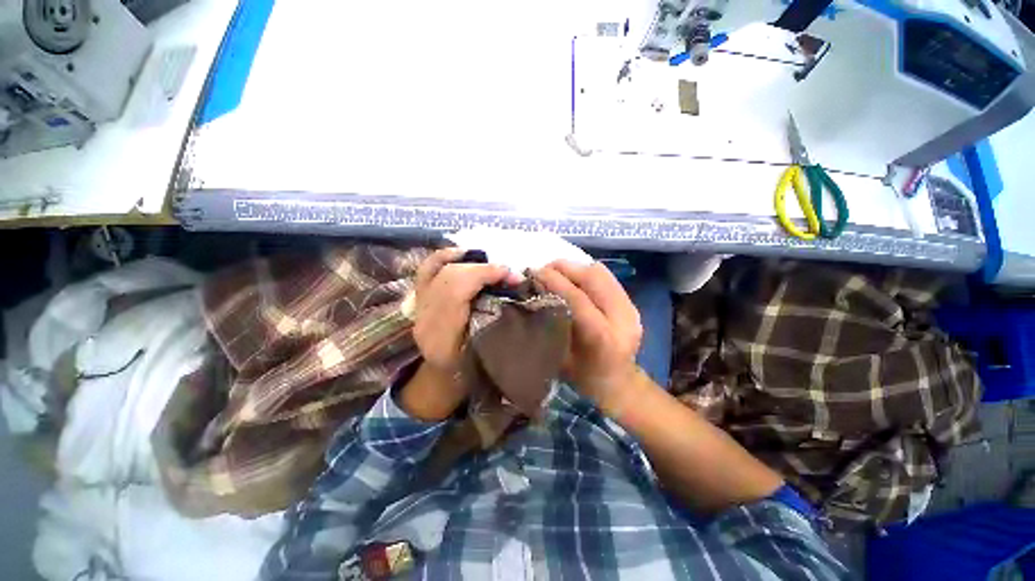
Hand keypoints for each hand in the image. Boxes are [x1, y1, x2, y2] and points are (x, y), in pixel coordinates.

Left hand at [402, 248, 519, 420]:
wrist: (443, 375)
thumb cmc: (471, 369)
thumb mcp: (488, 353)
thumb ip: (498, 321)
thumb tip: (516, 290)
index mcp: (441, 338)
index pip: (456, 292)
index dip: (485, 275)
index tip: (513, 277)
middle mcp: (424, 319)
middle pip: (449, 278)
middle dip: (482, 269)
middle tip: (508, 274)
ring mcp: (417, 307)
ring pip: (438, 270)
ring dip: (469, 263)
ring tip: (491, 266)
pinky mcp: (417, 298)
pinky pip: (427, 269)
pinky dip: (445, 257)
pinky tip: (463, 253)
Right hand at [535, 260, 643, 415]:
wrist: (618, 385)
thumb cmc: (582, 378)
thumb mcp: (559, 357)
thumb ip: (549, 323)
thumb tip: (533, 292)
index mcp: (602, 338)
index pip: (577, 298)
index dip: (554, 281)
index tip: (534, 273)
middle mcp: (622, 319)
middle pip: (593, 277)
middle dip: (565, 268)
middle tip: (543, 269)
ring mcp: (631, 309)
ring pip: (601, 273)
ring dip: (575, 268)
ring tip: (556, 272)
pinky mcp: (632, 304)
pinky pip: (607, 278)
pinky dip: (586, 274)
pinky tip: (573, 280)